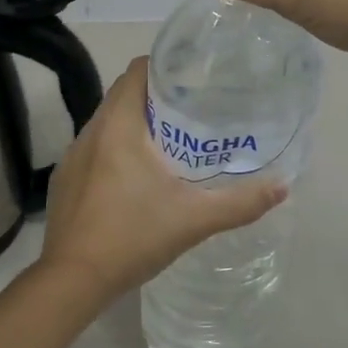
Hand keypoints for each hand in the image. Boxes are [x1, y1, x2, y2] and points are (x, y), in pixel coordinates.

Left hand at [38, 58, 286, 302]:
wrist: (72, 281)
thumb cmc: (132, 237)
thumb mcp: (194, 219)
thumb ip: (240, 203)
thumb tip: (282, 187)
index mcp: (117, 126)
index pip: (136, 71)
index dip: (164, 66)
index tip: (194, 78)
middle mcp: (90, 131)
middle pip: (123, 94)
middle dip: (157, 97)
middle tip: (194, 111)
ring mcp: (72, 156)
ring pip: (108, 123)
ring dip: (136, 124)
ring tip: (172, 142)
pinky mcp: (65, 180)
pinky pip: (95, 149)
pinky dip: (117, 149)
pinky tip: (137, 177)